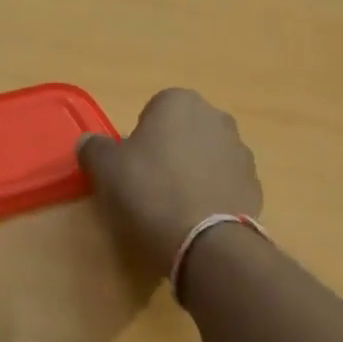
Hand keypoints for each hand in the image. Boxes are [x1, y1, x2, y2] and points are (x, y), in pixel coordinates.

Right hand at [77, 88, 262, 279]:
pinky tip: (197, 219)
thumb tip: (88, 142)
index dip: (140, 139)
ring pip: (207, 157)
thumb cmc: (149, 191)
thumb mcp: (106, 168)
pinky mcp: (254, 184)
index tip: (132, 167)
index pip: (153, 111)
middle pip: (184, 132)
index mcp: (179, 102)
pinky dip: (212, 195)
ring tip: (175, 206)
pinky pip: (224, 183)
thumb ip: (94, 148)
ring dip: (194, 172)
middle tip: (151, 185)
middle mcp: (216, 117)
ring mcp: (240, 151)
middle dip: (171, 152)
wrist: (204, 239)